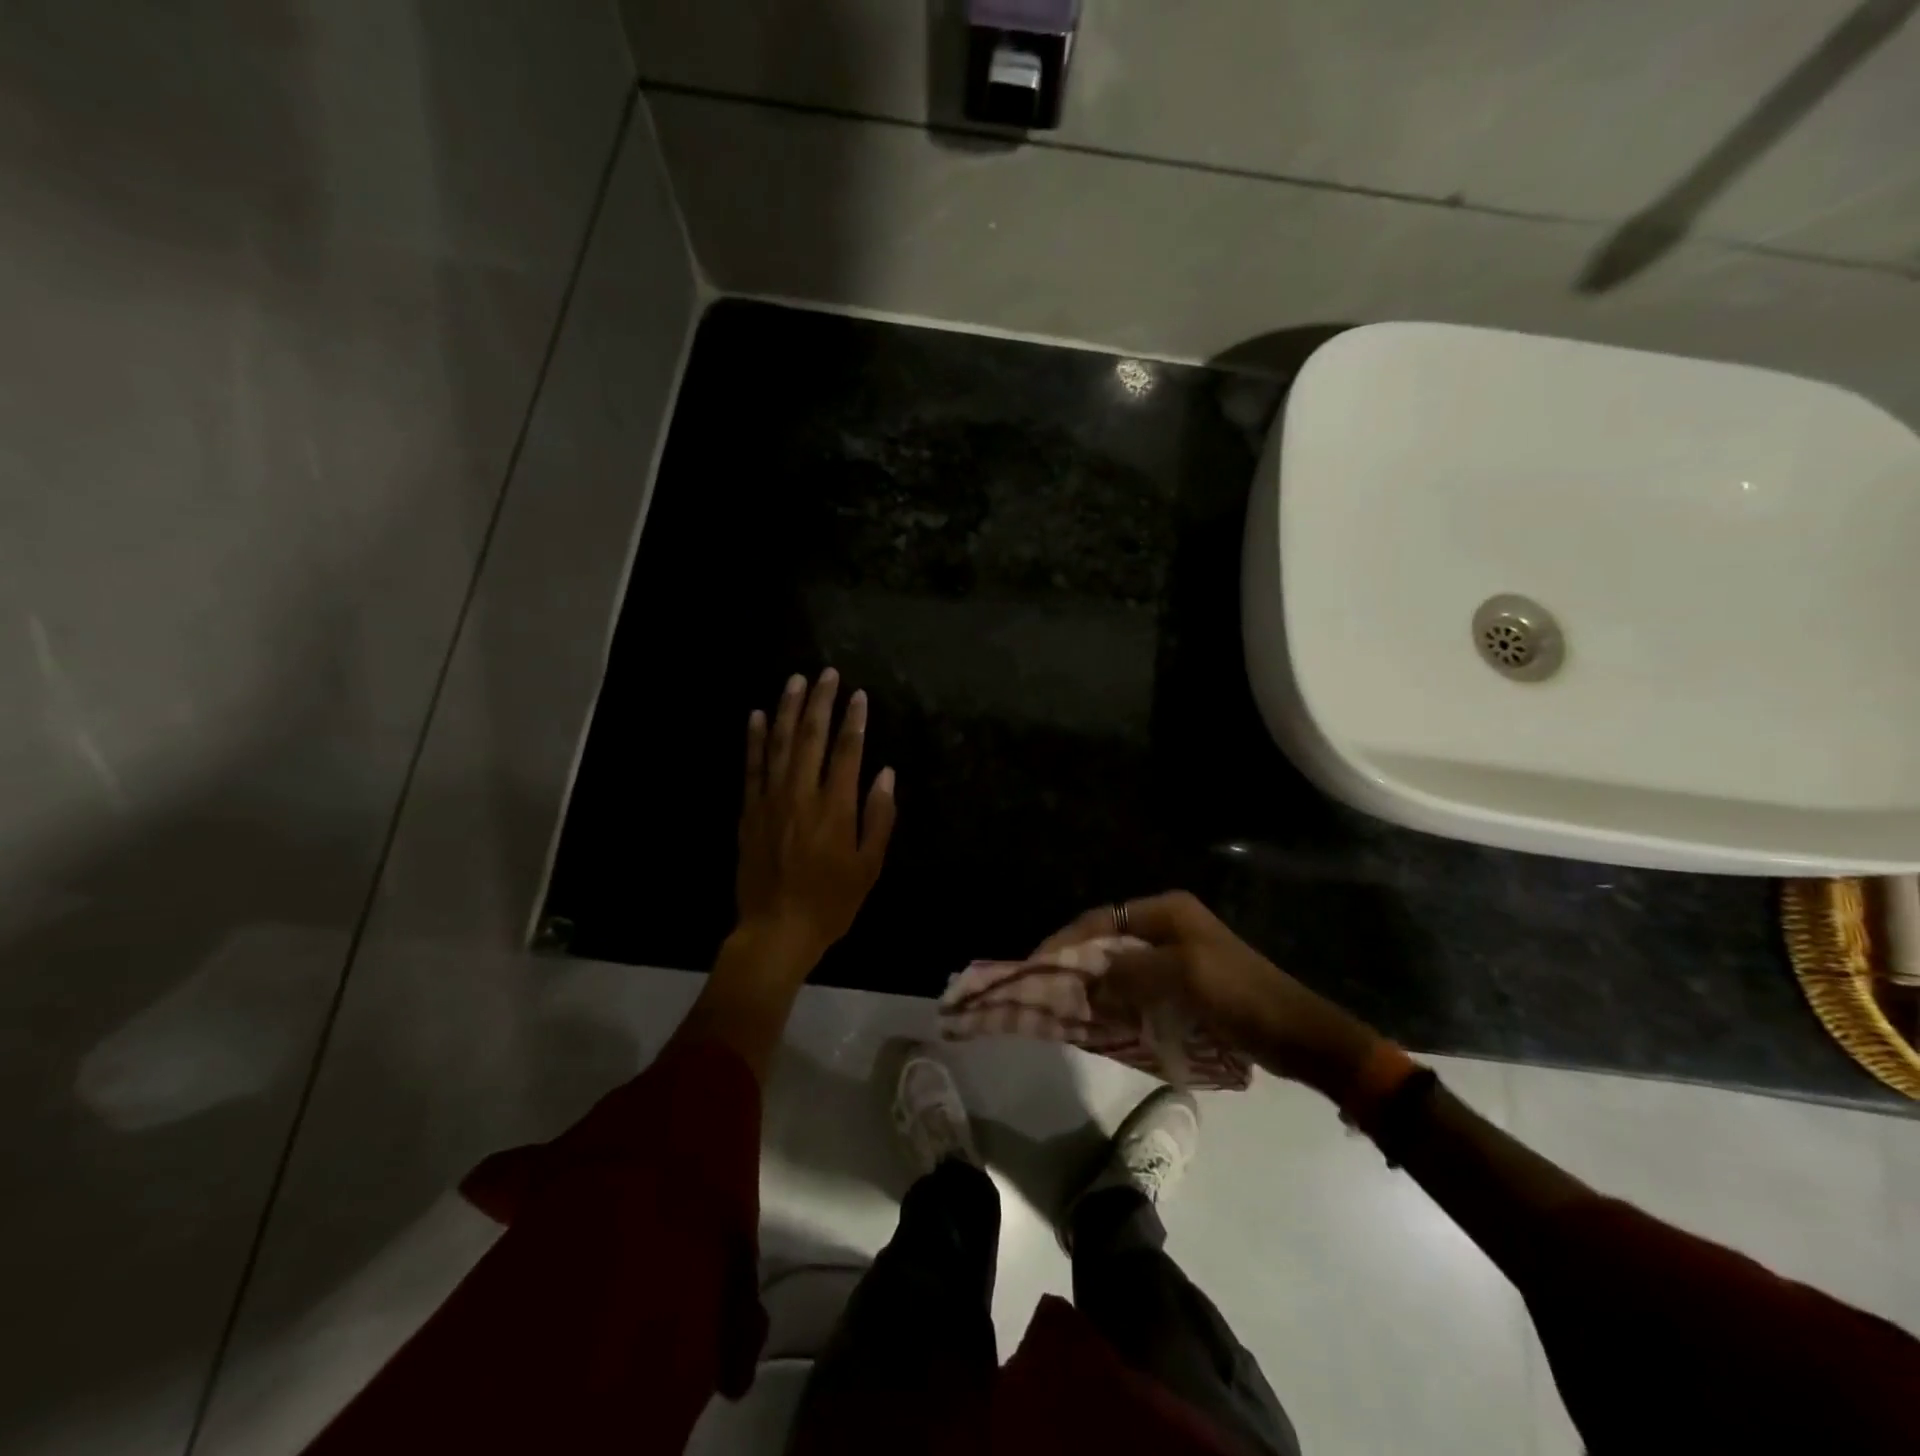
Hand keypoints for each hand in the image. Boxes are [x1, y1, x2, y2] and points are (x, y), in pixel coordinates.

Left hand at [735, 669, 896, 964]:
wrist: (776, 930)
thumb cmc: (831, 902)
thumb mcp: (869, 866)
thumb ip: (878, 817)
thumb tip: (885, 773)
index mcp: (836, 808)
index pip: (847, 751)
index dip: (854, 720)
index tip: (858, 695)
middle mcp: (802, 795)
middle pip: (811, 737)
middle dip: (820, 702)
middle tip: (826, 673)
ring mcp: (770, 800)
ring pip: (779, 744)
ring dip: (788, 709)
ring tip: (795, 681)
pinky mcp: (749, 811)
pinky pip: (751, 767)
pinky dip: (754, 739)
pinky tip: (757, 715)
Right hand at [1035, 891, 1383, 1101]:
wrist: (1297, 1033)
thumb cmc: (1239, 995)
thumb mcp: (1181, 978)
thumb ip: (1129, 974)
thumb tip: (1088, 982)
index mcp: (1168, 911)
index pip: (1102, 919)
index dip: (1067, 941)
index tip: (1038, 965)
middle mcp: (1169, 924)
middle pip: (1109, 939)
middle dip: (1079, 963)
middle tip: (1049, 990)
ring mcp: (1178, 953)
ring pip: (1122, 965)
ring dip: (1098, 984)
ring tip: (1070, 1007)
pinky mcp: (1186, 982)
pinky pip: (1140, 986)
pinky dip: (1120, 999)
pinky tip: (1105, 1018)